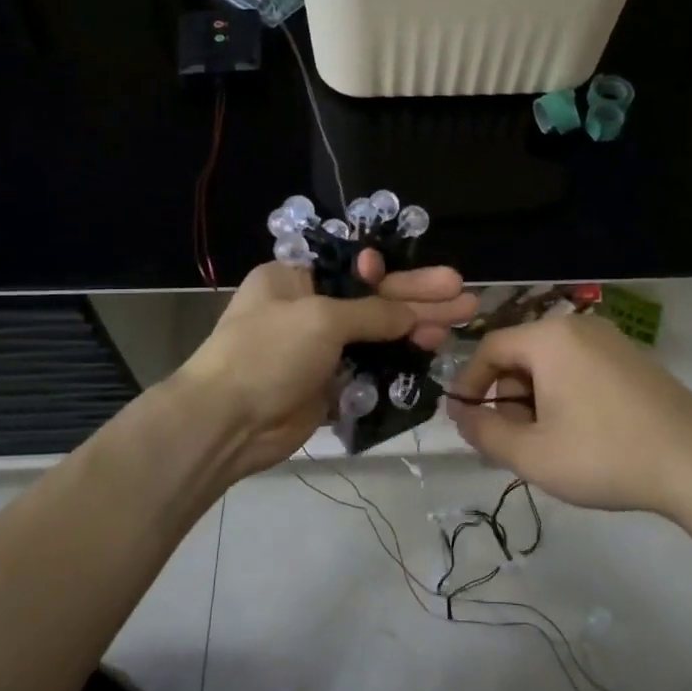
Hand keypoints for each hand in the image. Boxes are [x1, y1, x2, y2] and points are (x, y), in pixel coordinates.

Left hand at [176, 252, 476, 482]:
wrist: (227, 423)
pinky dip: (400, 359)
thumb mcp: (322, 319)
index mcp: (296, 278)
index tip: (431, 277)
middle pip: (374, 298)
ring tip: (462, 321)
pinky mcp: (330, 383)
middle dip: (419, 297)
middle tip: (464, 295)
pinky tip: (432, 351)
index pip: (355, 267)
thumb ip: (374, 313)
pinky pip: (372, 365)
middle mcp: (309, 307)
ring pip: (378, 333)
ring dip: (416, 326)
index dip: (396, 272)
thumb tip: (413, 313)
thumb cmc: (268, 353)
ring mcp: (320, 348)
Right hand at [445, 315, 691, 522]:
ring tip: (548, 445)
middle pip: (522, 355)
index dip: (469, 384)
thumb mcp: (532, 454)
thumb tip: (461, 415)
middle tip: (512, 443)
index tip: (463, 420)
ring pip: (552, 365)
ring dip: (536, 401)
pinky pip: (582, 369)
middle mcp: (579, 328)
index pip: (490, 348)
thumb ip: (484, 432)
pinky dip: (566, 397)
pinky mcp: (635, 360)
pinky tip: (581, 436)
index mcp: (549, 338)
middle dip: (507, 398)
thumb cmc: (605, 455)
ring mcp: (613, 341)